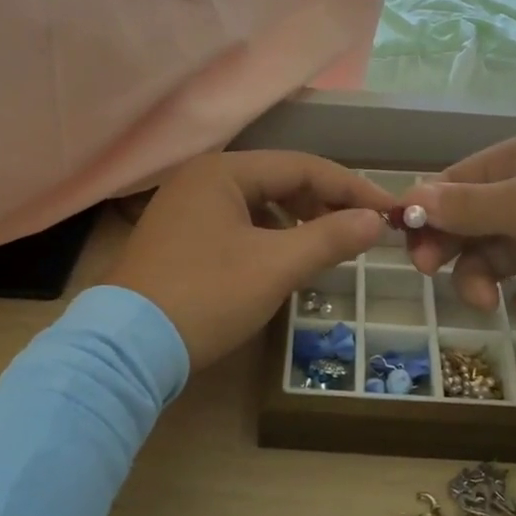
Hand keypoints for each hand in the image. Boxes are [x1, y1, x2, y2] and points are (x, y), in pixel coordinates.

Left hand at [106, 151, 389, 370]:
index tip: (388, 210)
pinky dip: (267, 236)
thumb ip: (329, 237)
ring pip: (257, 203)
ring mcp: (184, 207)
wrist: (127, 348)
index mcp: (223, 171)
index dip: (351, 187)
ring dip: (296, 220)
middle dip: (323, 203)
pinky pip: (236, 223)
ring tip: (325, 246)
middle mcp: (202, 178)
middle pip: (278, 180)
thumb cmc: (206, 296)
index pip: (302, 166)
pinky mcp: (177, 236)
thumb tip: (374, 220)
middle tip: (359, 230)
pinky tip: (281, 260)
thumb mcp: (275, 267)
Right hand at [402, 128, 515, 337]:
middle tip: (431, 273)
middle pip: (473, 223)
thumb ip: (465, 206)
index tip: (404, 241)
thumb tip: (408, 195)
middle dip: (455, 250)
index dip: (427, 210)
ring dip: (490, 280)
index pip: (458, 182)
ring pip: (499, 260)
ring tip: (490, 301)